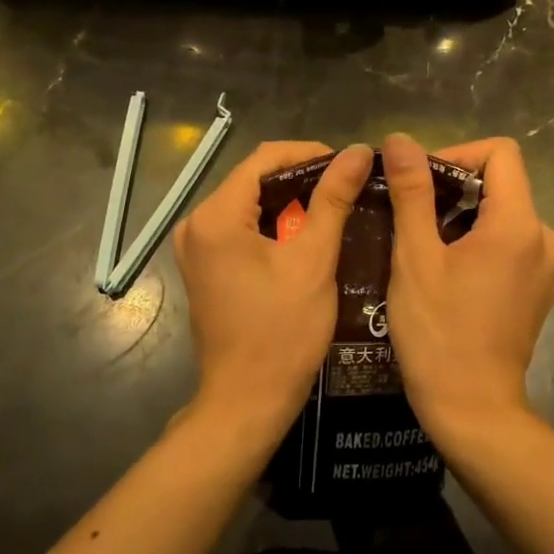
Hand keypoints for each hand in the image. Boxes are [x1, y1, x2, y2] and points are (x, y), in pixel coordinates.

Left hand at [173, 141, 372, 441]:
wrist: (247, 401)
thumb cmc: (283, 332)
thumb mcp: (314, 260)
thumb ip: (333, 199)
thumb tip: (358, 151)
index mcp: (216, 216)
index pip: (264, 158)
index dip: (309, 153)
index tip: (348, 164)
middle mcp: (196, 224)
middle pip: (253, 179)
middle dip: (301, 178)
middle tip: (347, 187)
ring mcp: (195, 247)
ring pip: (248, 203)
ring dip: (289, 202)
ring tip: (334, 207)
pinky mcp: (203, 266)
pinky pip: (240, 228)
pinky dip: (273, 225)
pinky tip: (306, 234)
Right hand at [381, 133, 553, 441]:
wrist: (473, 410)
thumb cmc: (438, 332)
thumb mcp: (416, 257)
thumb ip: (412, 192)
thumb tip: (401, 140)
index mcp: (519, 224)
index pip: (500, 152)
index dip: (457, 153)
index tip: (420, 182)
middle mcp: (544, 238)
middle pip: (501, 184)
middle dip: (453, 189)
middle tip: (409, 215)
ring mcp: (546, 268)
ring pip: (502, 215)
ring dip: (462, 218)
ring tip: (421, 245)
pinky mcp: (538, 291)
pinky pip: (509, 245)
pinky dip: (478, 244)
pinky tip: (445, 273)